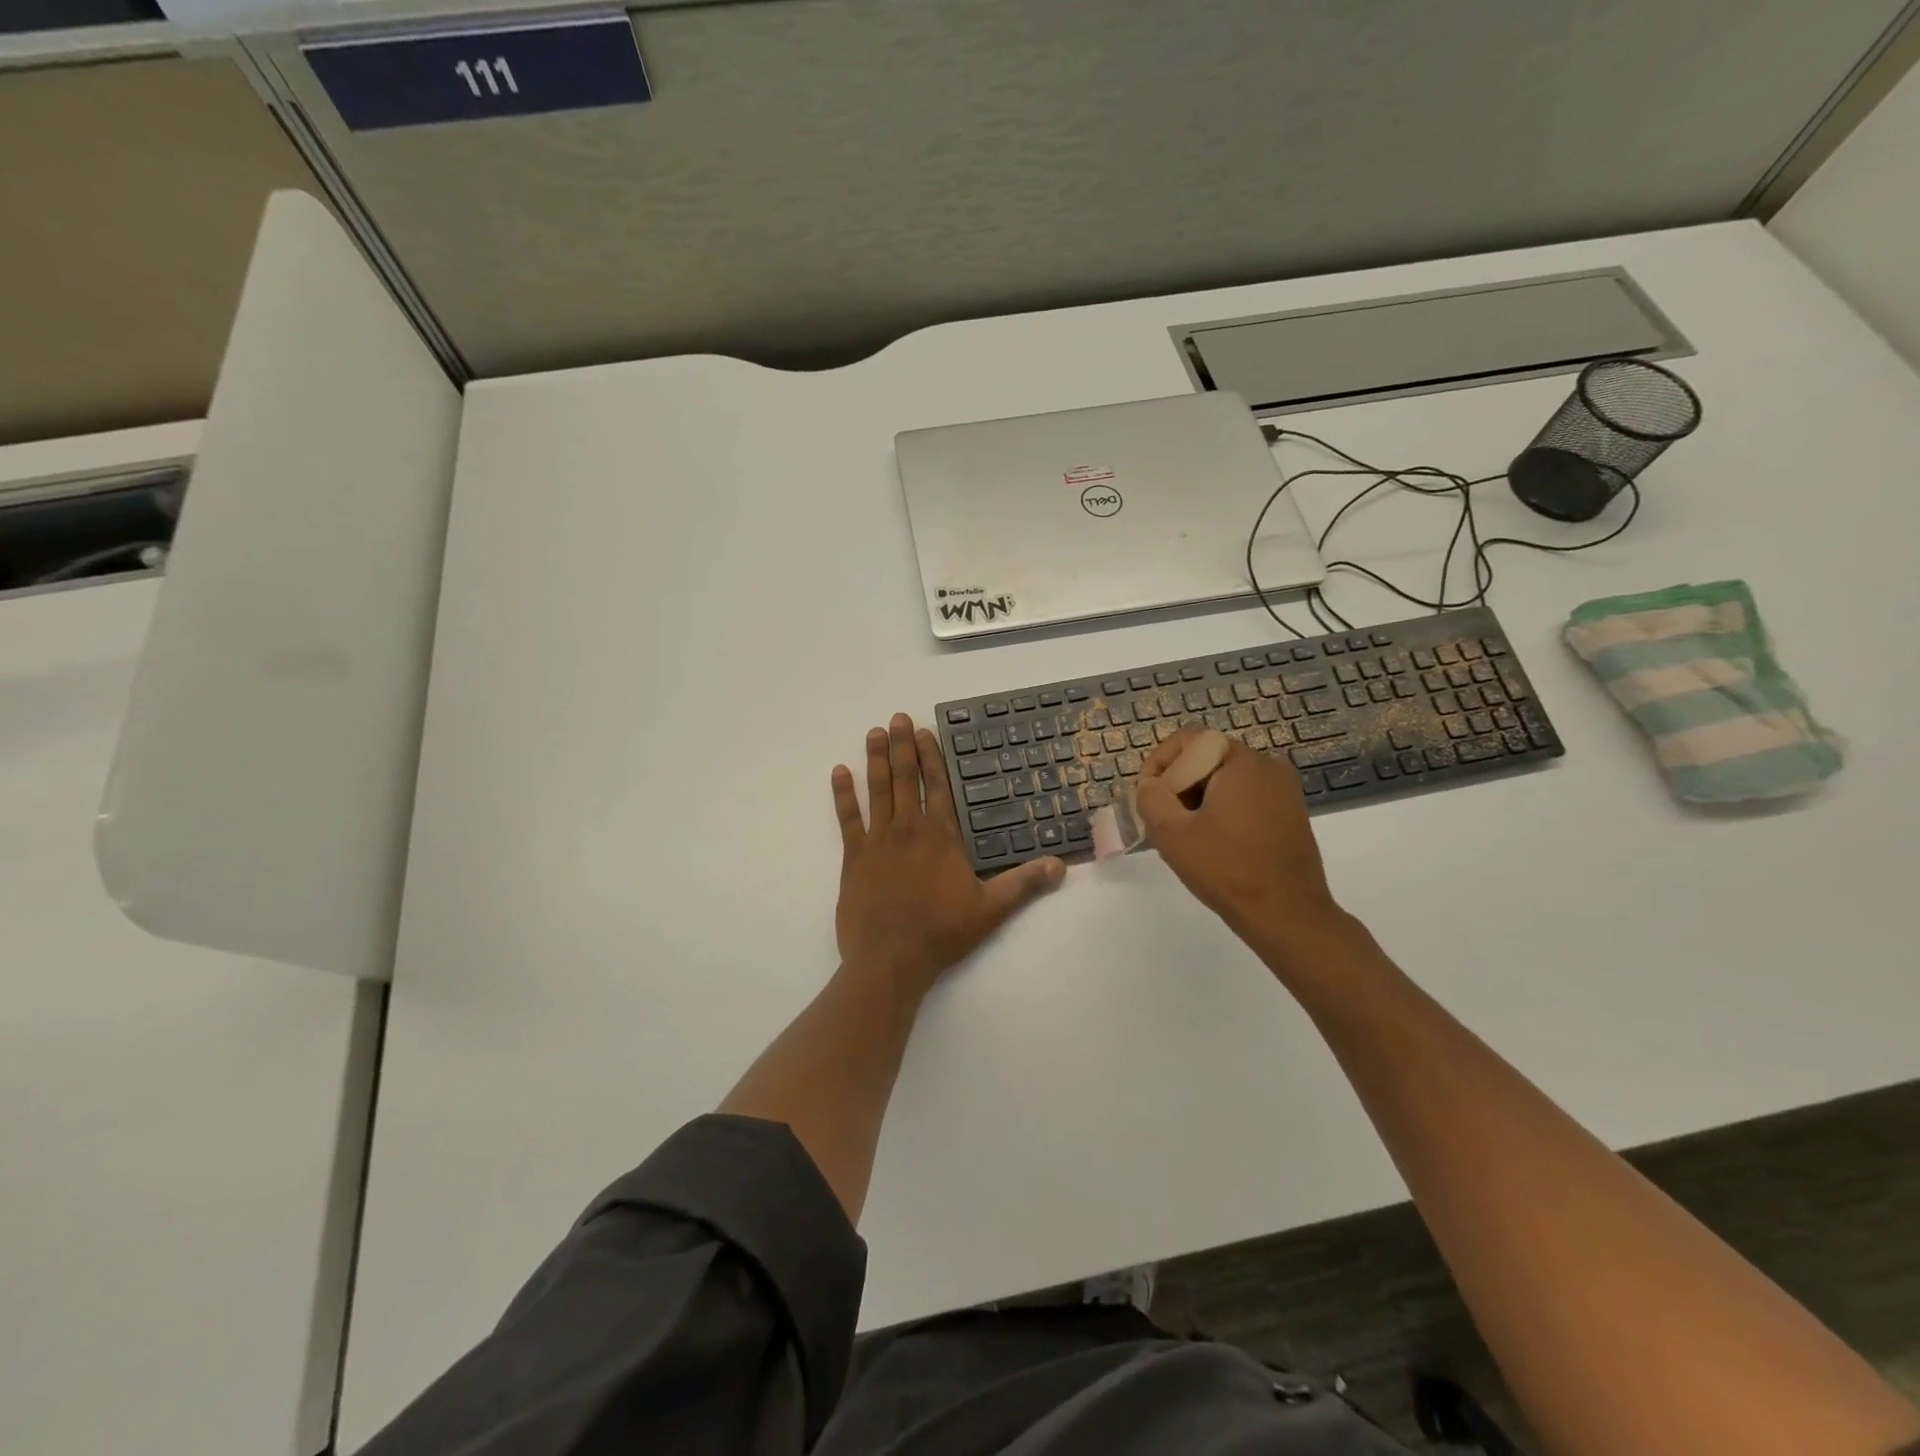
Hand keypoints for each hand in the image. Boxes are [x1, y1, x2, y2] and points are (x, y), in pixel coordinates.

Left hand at [832, 714, 1064, 993]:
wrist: (891, 959)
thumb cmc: (942, 932)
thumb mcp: (991, 909)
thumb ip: (1024, 884)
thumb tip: (1061, 866)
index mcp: (941, 835)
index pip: (937, 786)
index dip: (930, 757)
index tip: (923, 732)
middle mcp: (908, 828)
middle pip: (905, 778)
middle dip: (901, 747)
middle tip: (896, 718)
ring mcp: (878, 840)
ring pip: (877, 790)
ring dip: (875, 760)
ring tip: (873, 733)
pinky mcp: (854, 857)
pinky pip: (847, 818)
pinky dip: (843, 795)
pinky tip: (838, 773)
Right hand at [1132, 725, 1352, 974]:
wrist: (1288, 916)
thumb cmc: (1227, 869)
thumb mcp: (1172, 833)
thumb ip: (1150, 798)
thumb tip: (1149, 785)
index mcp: (1242, 761)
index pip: (1189, 739)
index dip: (1158, 762)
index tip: (1145, 794)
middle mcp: (1268, 766)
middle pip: (1207, 758)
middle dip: (1177, 783)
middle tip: (1160, 818)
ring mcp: (1284, 790)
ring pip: (1225, 779)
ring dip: (1197, 799)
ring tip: (1182, 834)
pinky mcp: (1290, 814)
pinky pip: (1245, 797)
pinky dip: (1221, 810)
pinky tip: (1211, 843)